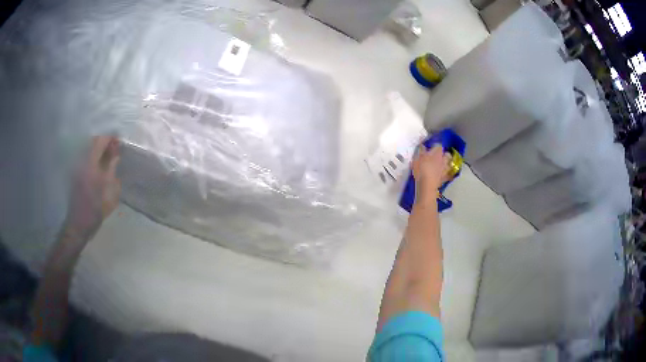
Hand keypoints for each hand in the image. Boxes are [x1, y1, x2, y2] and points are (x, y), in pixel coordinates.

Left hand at [63, 136, 120, 240]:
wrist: (80, 223)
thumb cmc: (97, 209)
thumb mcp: (110, 190)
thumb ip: (112, 168)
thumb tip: (116, 153)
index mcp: (90, 164)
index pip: (100, 141)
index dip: (110, 138)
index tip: (119, 141)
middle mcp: (81, 161)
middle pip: (92, 142)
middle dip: (104, 142)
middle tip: (114, 149)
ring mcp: (76, 166)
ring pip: (87, 148)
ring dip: (98, 149)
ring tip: (107, 156)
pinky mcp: (74, 172)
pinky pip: (84, 157)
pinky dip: (92, 156)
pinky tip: (98, 165)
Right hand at [411, 145, 450, 204]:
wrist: (427, 185)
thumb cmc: (421, 169)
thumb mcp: (417, 158)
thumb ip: (420, 151)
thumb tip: (422, 146)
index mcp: (437, 153)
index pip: (438, 146)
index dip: (435, 146)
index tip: (431, 148)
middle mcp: (443, 160)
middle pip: (447, 155)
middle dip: (445, 155)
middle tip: (439, 156)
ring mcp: (445, 169)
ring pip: (449, 165)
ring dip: (446, 164)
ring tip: (442, 165)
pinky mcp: (444, 179)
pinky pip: (447, 175)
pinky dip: (446, 175)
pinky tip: (442, 176)